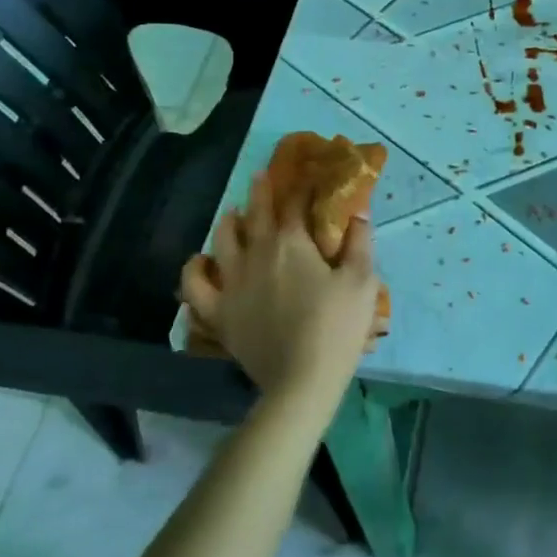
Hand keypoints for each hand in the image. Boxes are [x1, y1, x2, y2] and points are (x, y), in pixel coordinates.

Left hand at [179, 171, 377, 409]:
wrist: (301, 380)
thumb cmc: (337, 326)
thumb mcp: (362, 281)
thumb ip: (360, 242)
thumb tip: (358, 211)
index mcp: (291, 243)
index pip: (294, 204)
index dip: (300, 188)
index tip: (305, 177)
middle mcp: (256, 253)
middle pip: (255, 214)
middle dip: (260, 192)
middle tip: (260, 176)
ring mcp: (232, 283)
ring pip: (221, 240)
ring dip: (227, 222)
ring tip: (232, 214)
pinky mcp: (218, 312)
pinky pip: (195, 285)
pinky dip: (194, 269)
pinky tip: (200, 262)